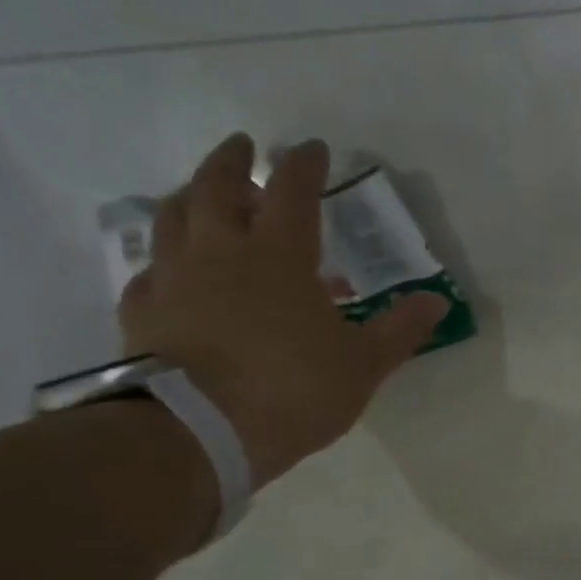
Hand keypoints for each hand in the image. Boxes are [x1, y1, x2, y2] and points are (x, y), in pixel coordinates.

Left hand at [118, 134, 446, 486]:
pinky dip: (164, 258)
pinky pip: (150, 270)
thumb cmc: (293, 391)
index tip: (311, 147)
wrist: (199, 432)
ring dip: (190, 196)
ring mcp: (174, 278)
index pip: (292, 191)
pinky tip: (171, 269)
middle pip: (217, 186)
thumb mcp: (362, 365)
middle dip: (232, 161)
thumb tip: (437, 301)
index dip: (303, 164)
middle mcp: (220, 252)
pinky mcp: (142, 311)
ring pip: (173, 216)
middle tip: (242, 147)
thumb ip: (399, 329)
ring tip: (202, 196)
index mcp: (279, 256)